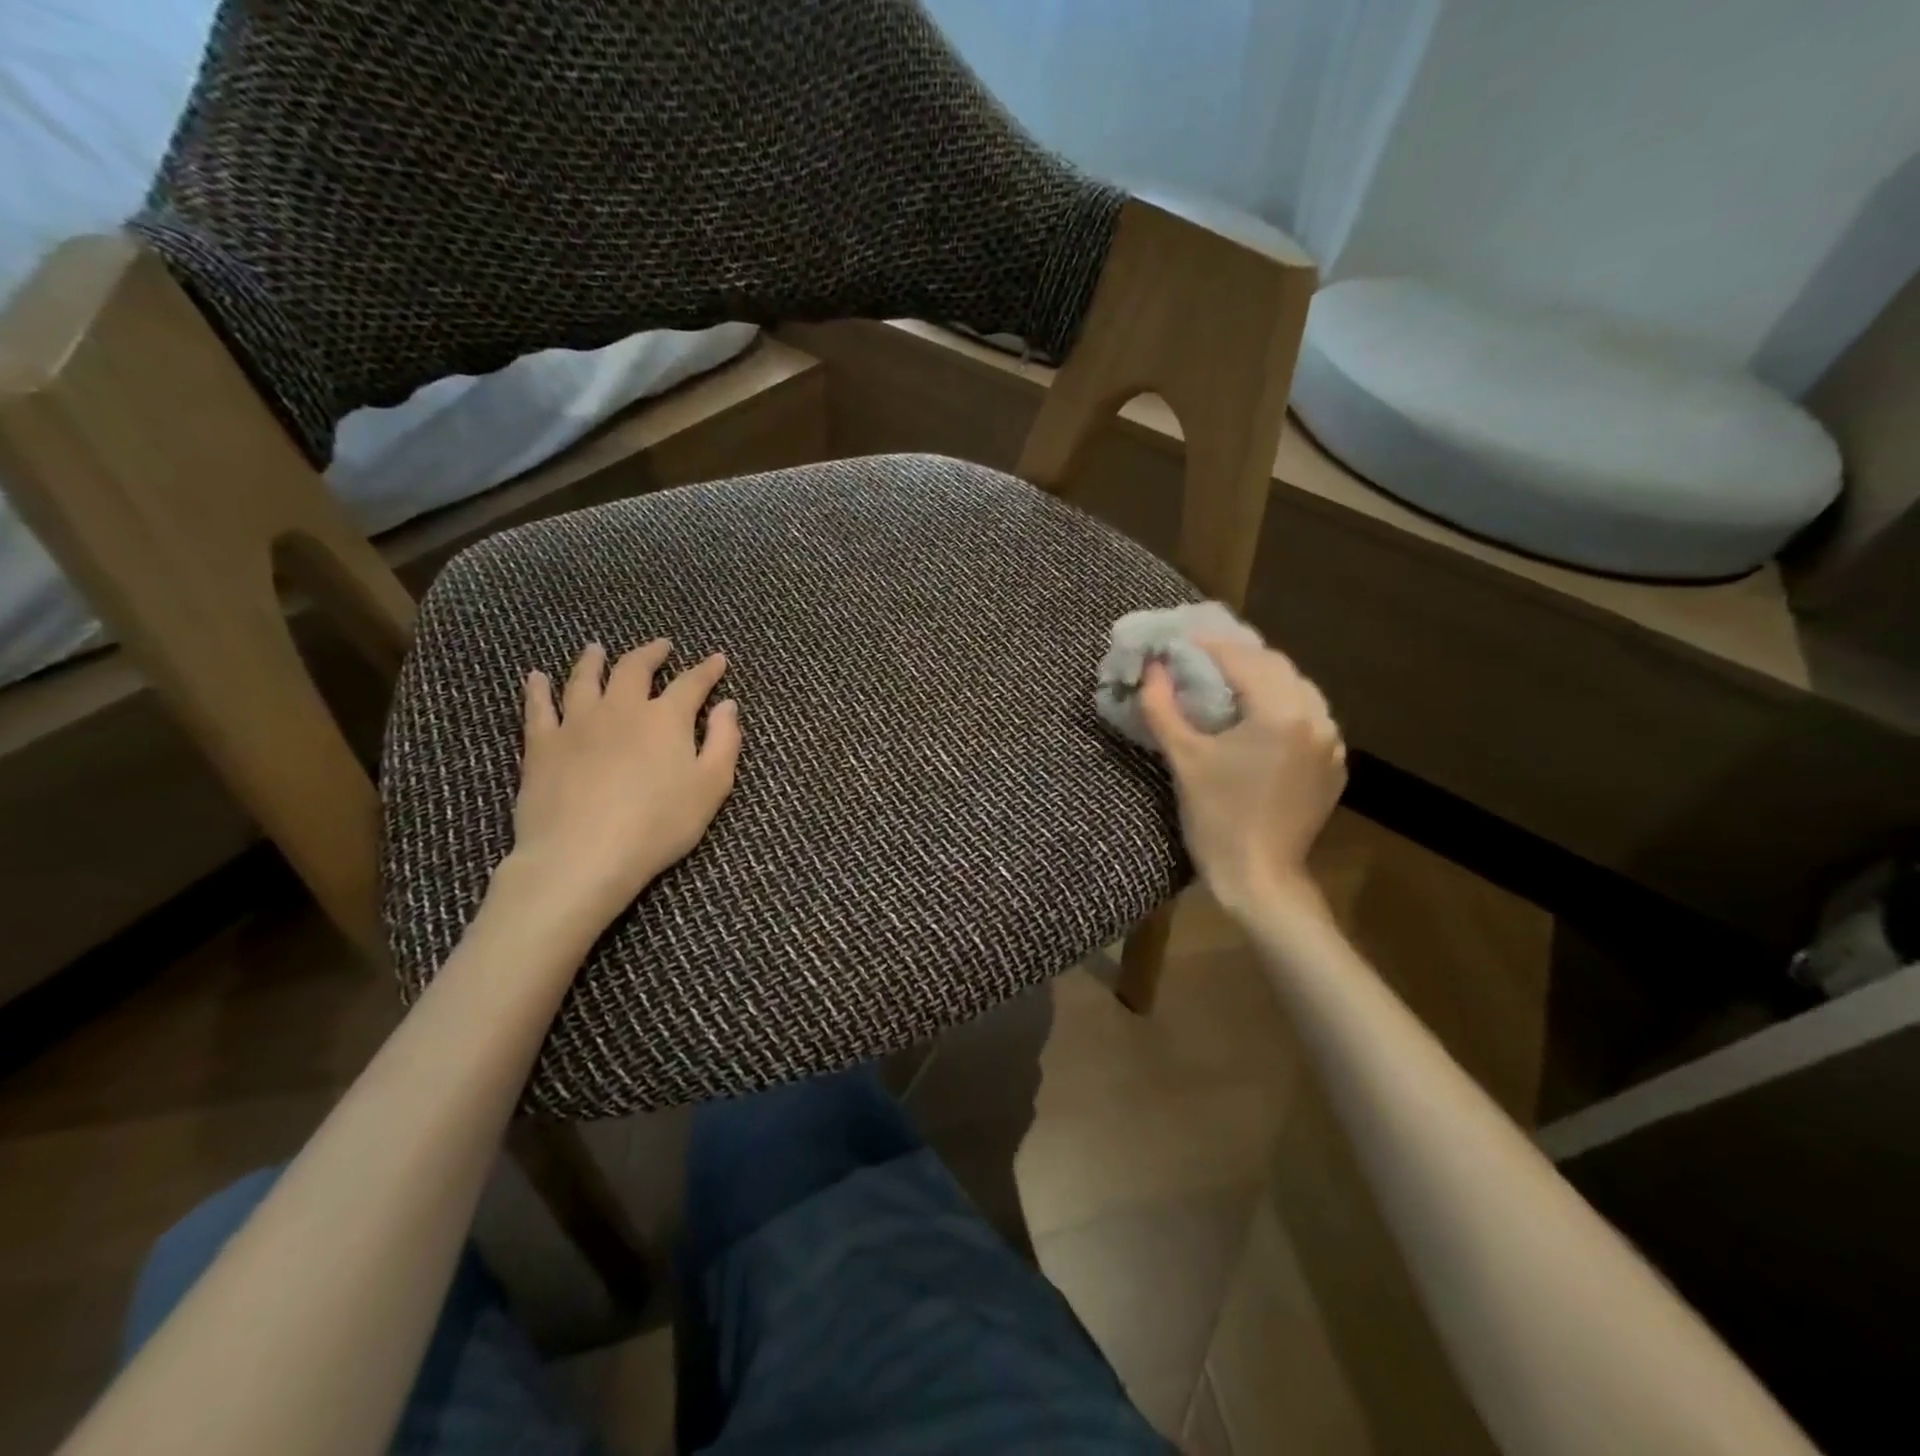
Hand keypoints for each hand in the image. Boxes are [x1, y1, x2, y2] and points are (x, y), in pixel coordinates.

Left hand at [498, 639, 740, 938]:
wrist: (583, 854)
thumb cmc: (659, 824)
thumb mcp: (711, 786)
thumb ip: (723, 741)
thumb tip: (728, 705)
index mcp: (665, 719)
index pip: (691, 684)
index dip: (706, 670)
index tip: (717, 658)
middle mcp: (621, 709)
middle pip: (634, 669)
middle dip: (651, 653)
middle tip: (660, 645)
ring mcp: (577, 724)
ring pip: (584, 679)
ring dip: (593, 660)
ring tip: (596, 648)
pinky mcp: (542, 745)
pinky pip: (539, 708)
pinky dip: (538, 689)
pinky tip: (536, 678)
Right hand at [1139, 639, 1344, 915]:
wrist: (1259, 877)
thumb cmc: (1216, 818)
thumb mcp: (1183, 758)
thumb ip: (1162, 706)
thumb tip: (1151, 668)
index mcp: (1281, 714)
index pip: (1243, 660)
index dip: (1208, 646)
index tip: (1180, 640)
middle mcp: (1316, 719)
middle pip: (1275, 667)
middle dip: (1237, 657)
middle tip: (1199, 658)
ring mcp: (1331, 743)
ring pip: (1296, 689)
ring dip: (1262, 679)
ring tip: (1226, 683)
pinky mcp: (1333, 764)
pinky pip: (1308, 717)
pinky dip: (1281, 705)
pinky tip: (1256, 717)